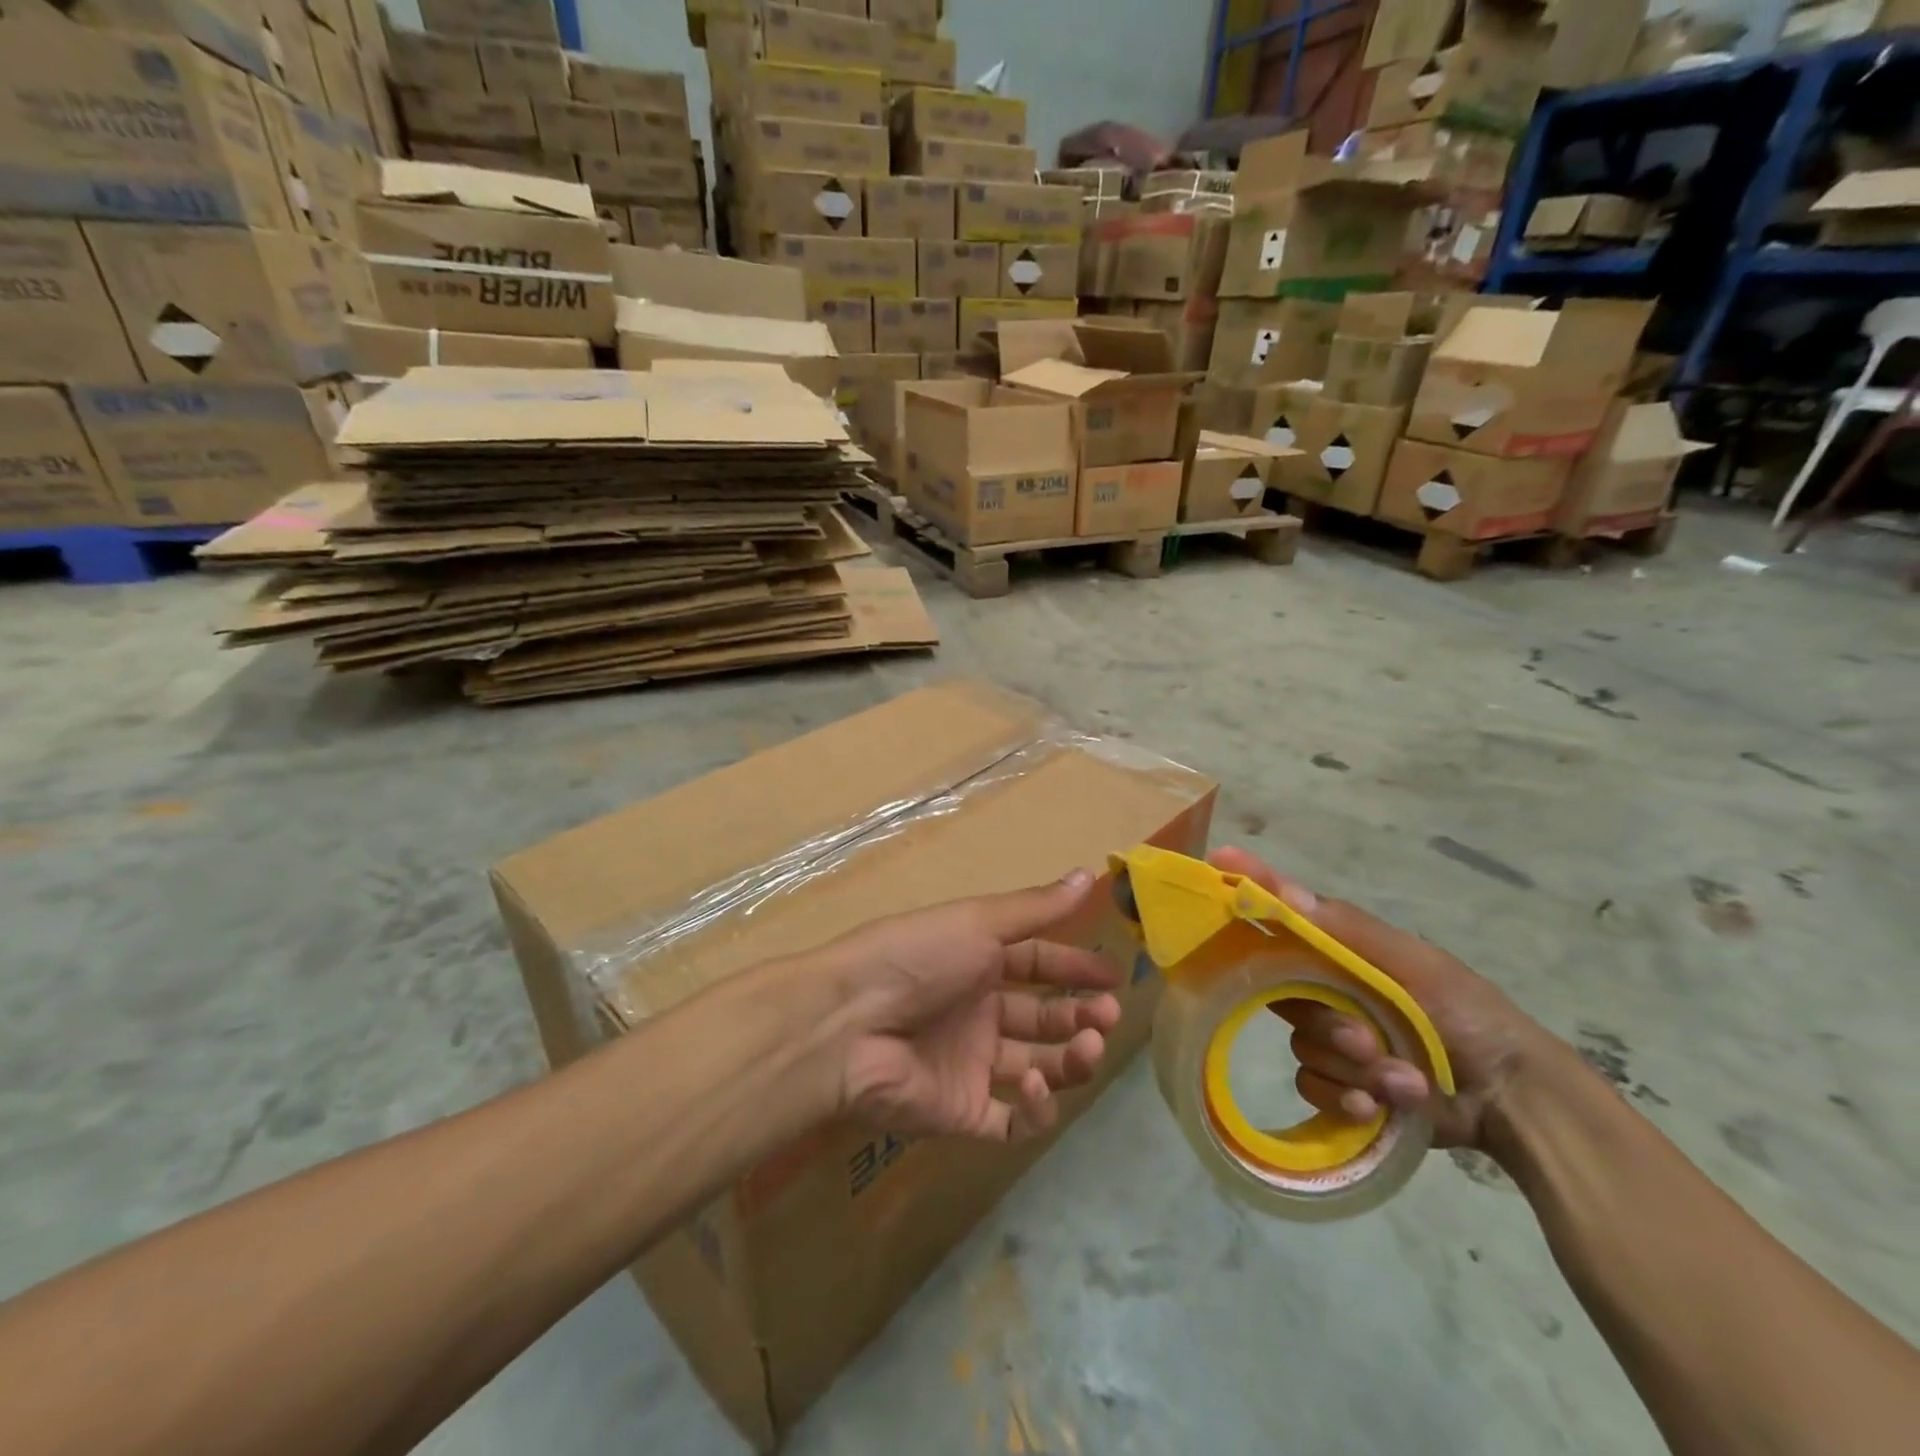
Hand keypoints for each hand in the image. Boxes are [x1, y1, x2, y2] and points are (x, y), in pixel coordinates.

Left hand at [814, 869, 1121, 1142]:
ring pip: (1040, 1069)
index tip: (1114, 975)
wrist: (849, 1023)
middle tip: (1107, 1014)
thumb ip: (1036, 908)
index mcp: (977, 964)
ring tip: (1089, 1044)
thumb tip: (1090, 874)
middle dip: (1081, 1015)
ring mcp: (971, 1066)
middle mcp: (977, 1013)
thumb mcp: (978, 922)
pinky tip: (1036, 1084)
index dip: (1076, 967)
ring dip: (1071, 1059)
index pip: (1038, 964)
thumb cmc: (917, 958)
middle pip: (1044, 1019)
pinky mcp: (962, 1113)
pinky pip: (1012, 1121)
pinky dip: (1036, 1108)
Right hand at [1209, 847, 1554, 1152]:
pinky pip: (1313, 1087)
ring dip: (1351, 1068)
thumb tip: (1282, 889)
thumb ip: (1348, 931)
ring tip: (1400, 1080)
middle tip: (1365, 1039)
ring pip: (1301, 1046)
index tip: (1217, 862)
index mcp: (1343, 953)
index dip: (1250, 890)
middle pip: (1283, 994)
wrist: (1513, 1100)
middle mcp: (1329, 989)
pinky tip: (1380, 1109)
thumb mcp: (1414, 965)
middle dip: (1326, 1022)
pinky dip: (1348, 1099)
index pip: (1283, 916)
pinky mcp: (1342, 1086)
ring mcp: (1334, 1039)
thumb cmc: (1467, 1015)